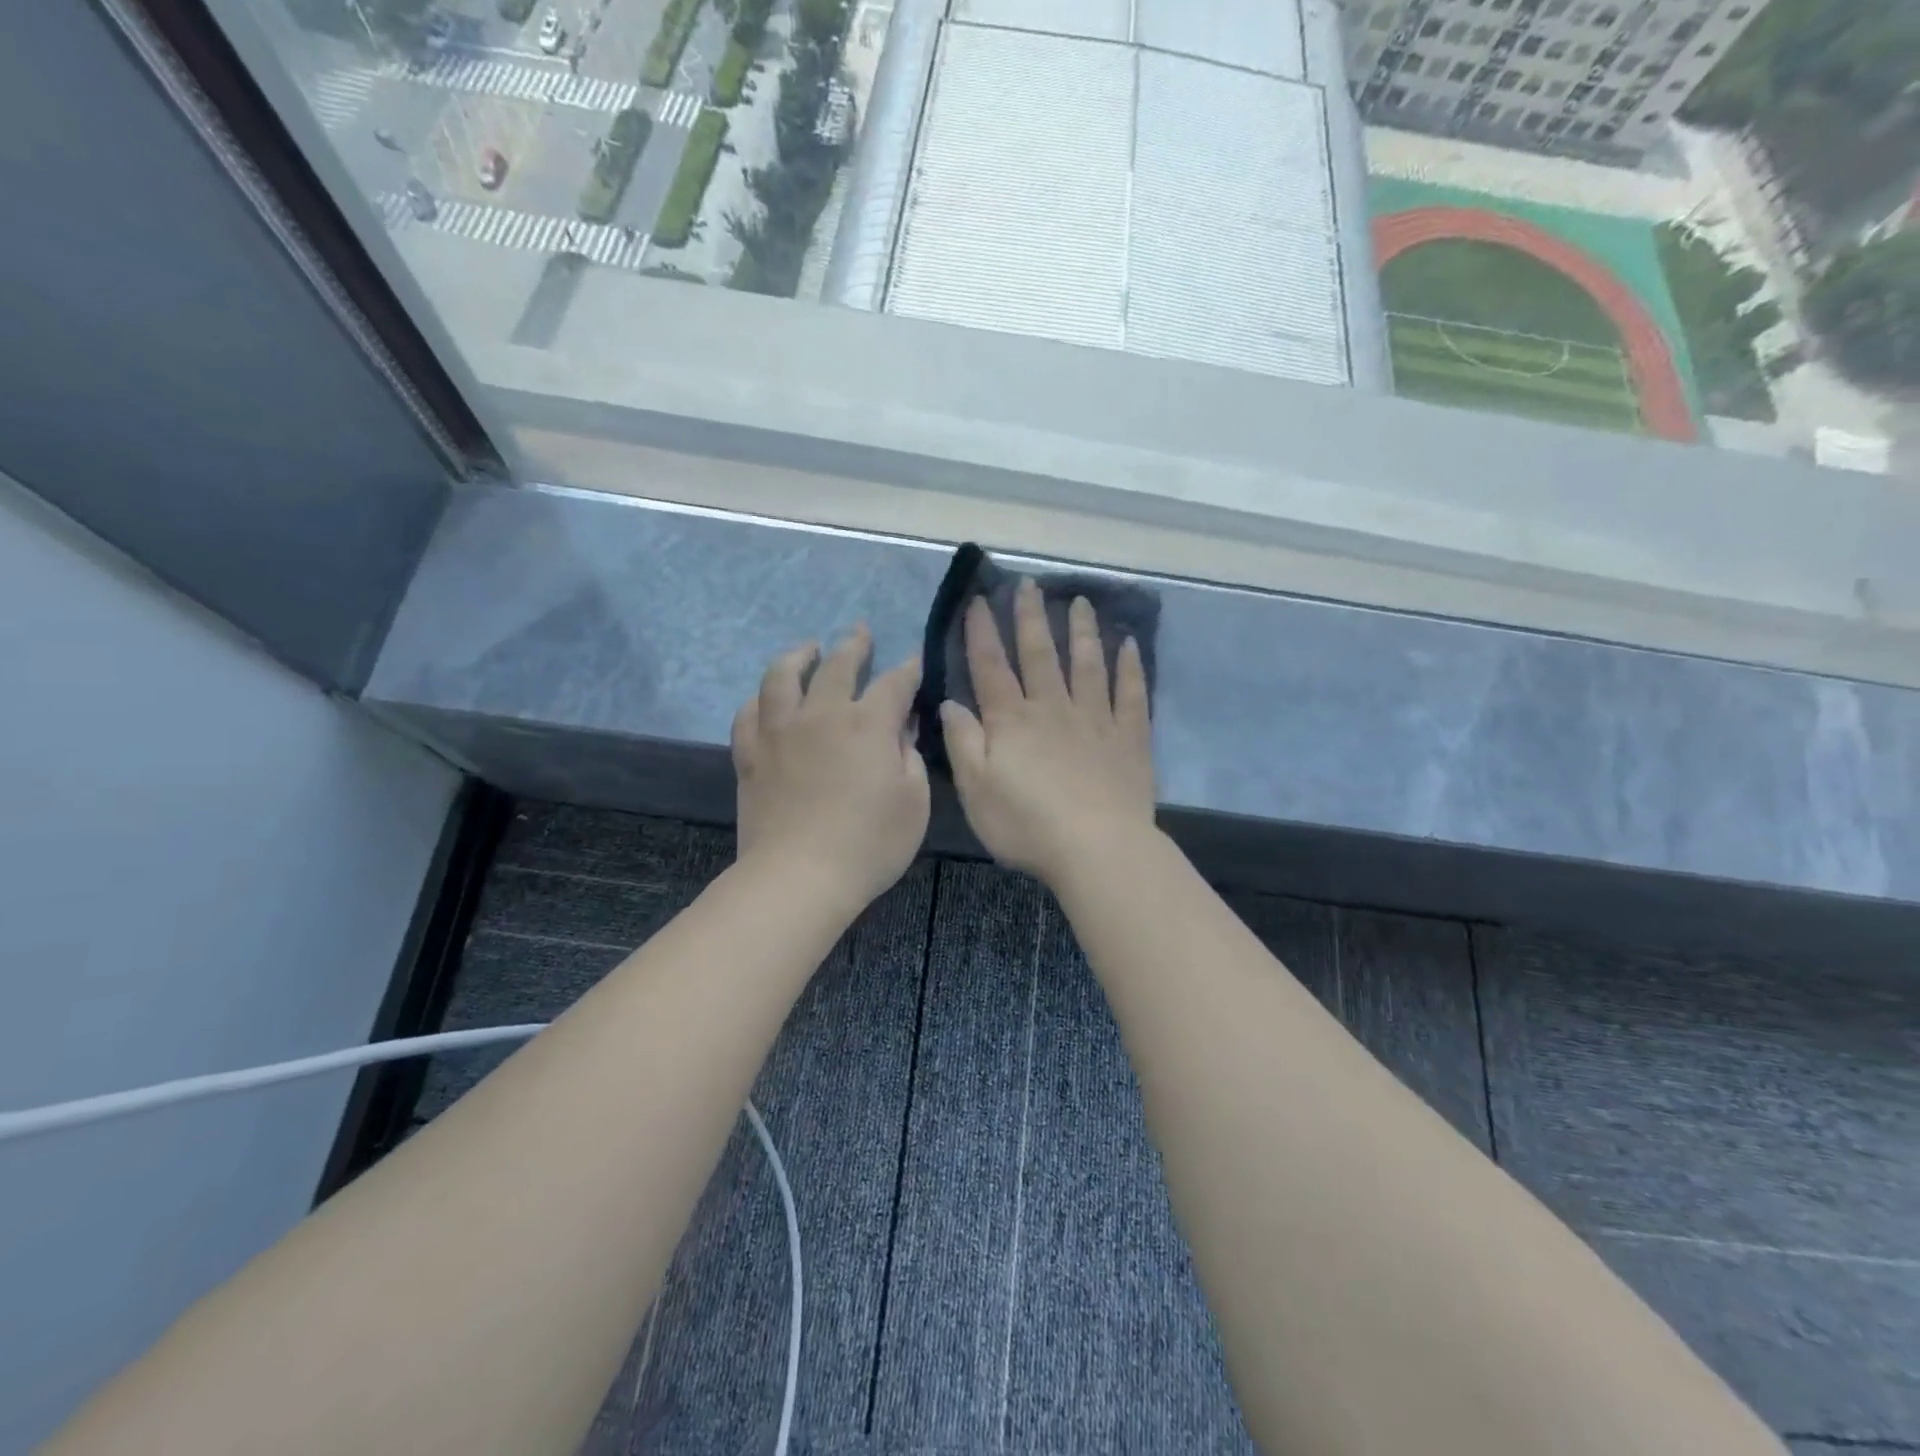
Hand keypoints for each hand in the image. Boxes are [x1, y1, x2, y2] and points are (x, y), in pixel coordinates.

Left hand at [731, 626, 929, 910]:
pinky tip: (766, 699)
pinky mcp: (750, 754)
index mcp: (868, 724)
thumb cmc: (870, 843)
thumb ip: (910, 755)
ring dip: (797, 656)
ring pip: (782, 676)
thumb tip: (903, 727)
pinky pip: (749, 713)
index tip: (915, 660)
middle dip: (854, 645)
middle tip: (860, 632)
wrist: (799, 876)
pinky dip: (759, 699)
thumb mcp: (914, 802)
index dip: (909, 669)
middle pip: (838, 665)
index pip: (894, 683)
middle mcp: (822, 714)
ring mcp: (780, 731)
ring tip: (806, 649)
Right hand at [940, 579, 1155, 886]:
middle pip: (1039, 654)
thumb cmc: (1026, 825)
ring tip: (1080, 601)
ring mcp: (1095, 719)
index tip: (979, 599)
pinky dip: (1130, 667)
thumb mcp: (976, 789)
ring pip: (1087, 664)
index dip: (983, 632)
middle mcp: (1053, 708)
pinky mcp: (1130, 738)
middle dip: (1031, 617)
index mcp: (1012, 721)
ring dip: (1082, 630)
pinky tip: (1129, 644)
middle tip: (1029, 583)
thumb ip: (962, 741)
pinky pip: (1131, 694)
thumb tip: (952, 701)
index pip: (991, 667)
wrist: (1097, 848)